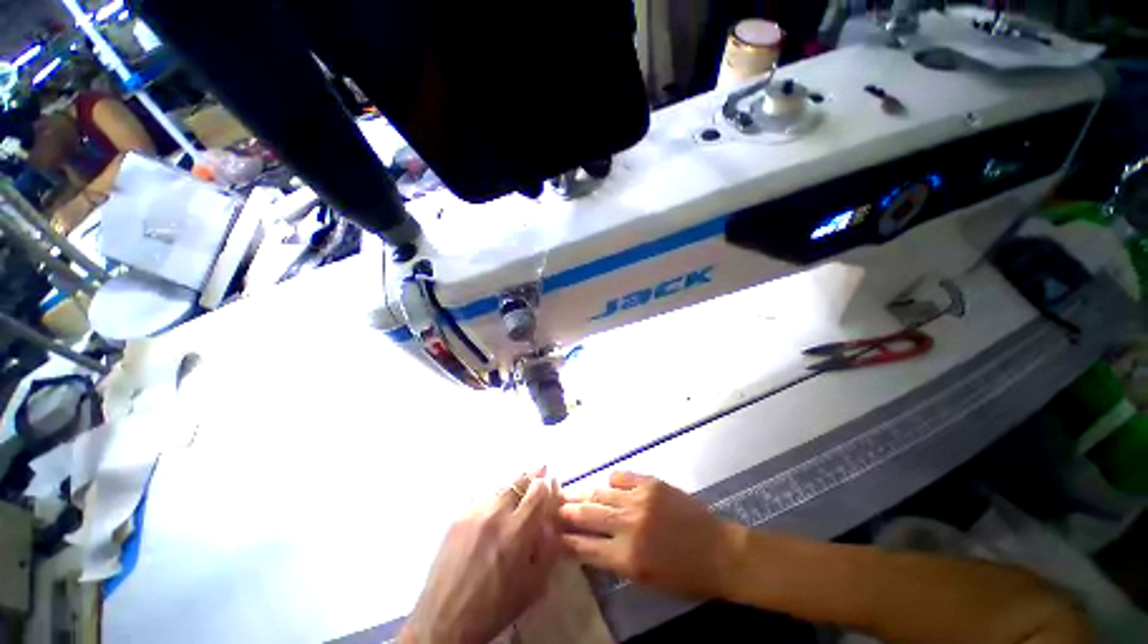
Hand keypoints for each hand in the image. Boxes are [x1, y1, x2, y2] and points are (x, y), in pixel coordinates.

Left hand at [401, 471, 560, 643]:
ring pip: (501, 486)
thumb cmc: (495, 608)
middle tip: (539, 474)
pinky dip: (495, 500)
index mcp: (518, 530)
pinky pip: (483, 499)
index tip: (551, 485)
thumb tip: (553, 516)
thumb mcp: (534, 584)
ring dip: (514, 487)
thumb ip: (549, 545)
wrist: (444, 621)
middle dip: (532, 476)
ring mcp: (474, 512)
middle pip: (519, 479)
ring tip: (518, 494)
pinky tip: (495, 513)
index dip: (547, 484)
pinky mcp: (458, 517)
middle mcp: (496, 513)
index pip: (539, 488)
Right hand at [559, 472, 744, 599]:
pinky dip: (612, 480)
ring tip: (571, 492)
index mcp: (626, 558)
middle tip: (553, 506)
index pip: (584, 546)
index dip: (565, 539)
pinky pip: (622, 476)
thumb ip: (613, 559)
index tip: (551, 532)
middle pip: (588, 514)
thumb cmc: (682, 575)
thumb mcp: (644, 579)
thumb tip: (589, 542)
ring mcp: (640, 500)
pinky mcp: (651, 483)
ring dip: (585, 493)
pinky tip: (607, 483)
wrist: (718, 551)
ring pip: (601, 492)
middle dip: (567, 511)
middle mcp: (628, 526)